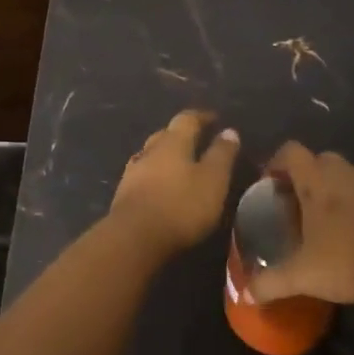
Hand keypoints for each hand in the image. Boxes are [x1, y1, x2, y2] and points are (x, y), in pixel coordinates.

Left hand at [107, 110, 240, 254]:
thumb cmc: (181, 205)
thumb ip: (221, 155)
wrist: (134, 237)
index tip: (214, 118)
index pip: (187, 119)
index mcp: (173, 142)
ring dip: (166, 155)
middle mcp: (150, 149)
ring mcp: (133, 170)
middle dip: (182, 134)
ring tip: (180, 164)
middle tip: (197, 140)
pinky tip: (159, 184)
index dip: (202, 117)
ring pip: (152, 154)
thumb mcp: (213, 180)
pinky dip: (155, 174)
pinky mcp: (124, 192)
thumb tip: (229, 130)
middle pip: (166, 134)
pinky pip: (143, 174)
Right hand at [249, 142, 353, 303]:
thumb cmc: (346, 257)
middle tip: (293, 202)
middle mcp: (340, 173)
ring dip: (327, 188)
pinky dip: (349, 203)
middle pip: (317, 159)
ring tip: (318, 219)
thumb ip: (271, 283)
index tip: (269, 184)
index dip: (276, 162)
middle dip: (303, 175)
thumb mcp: (302, 275)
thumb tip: (244, 295)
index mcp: (315, 180)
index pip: (291, 151)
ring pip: (340, 174)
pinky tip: (345, 232)